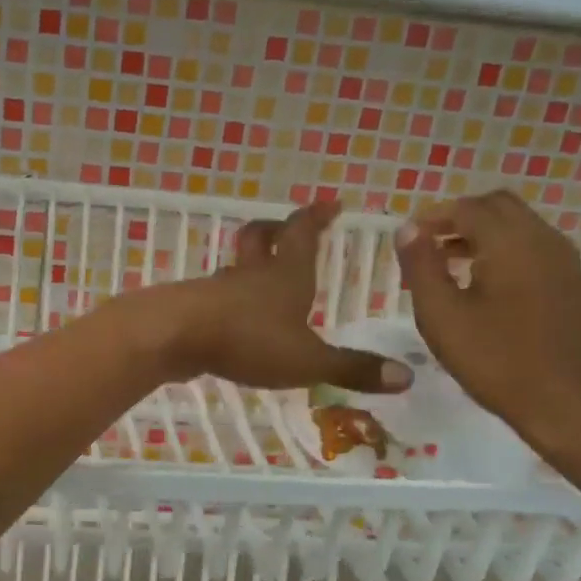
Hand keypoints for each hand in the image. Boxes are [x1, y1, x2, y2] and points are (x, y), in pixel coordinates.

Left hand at [135, 201, 410, 392]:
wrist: (173, 337)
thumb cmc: (247, 340)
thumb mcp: (309, 360)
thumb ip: (353, 368)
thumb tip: (408, 376)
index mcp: (285, 274)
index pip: (302, 232)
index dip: (317, 216)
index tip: (331, 204)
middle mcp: (250, 273)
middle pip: (259, 237)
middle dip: (275, 229)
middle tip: (285, 227)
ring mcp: (216, 289)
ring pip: (234, 267)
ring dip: (248, 266)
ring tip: (260, 279)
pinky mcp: (192, 308)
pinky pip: (214, 297)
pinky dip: (227, 301)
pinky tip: (230, 319)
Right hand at [396, 190, 580, 452]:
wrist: (571, 405)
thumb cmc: (497, 362)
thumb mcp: (441, 316)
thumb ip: (421, 266)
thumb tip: (408, 229)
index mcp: (510, 243)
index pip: (467, 208)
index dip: (432, 216)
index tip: (406, 239)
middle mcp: (544, 240)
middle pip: (498, 206)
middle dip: (460, 218)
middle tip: (428, 247)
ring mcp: (566, 262)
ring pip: (520, 226)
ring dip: (483, 234)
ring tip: (449, 266)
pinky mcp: (574, 285)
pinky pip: (535, 248)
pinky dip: (505, 251)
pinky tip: (485, 287)